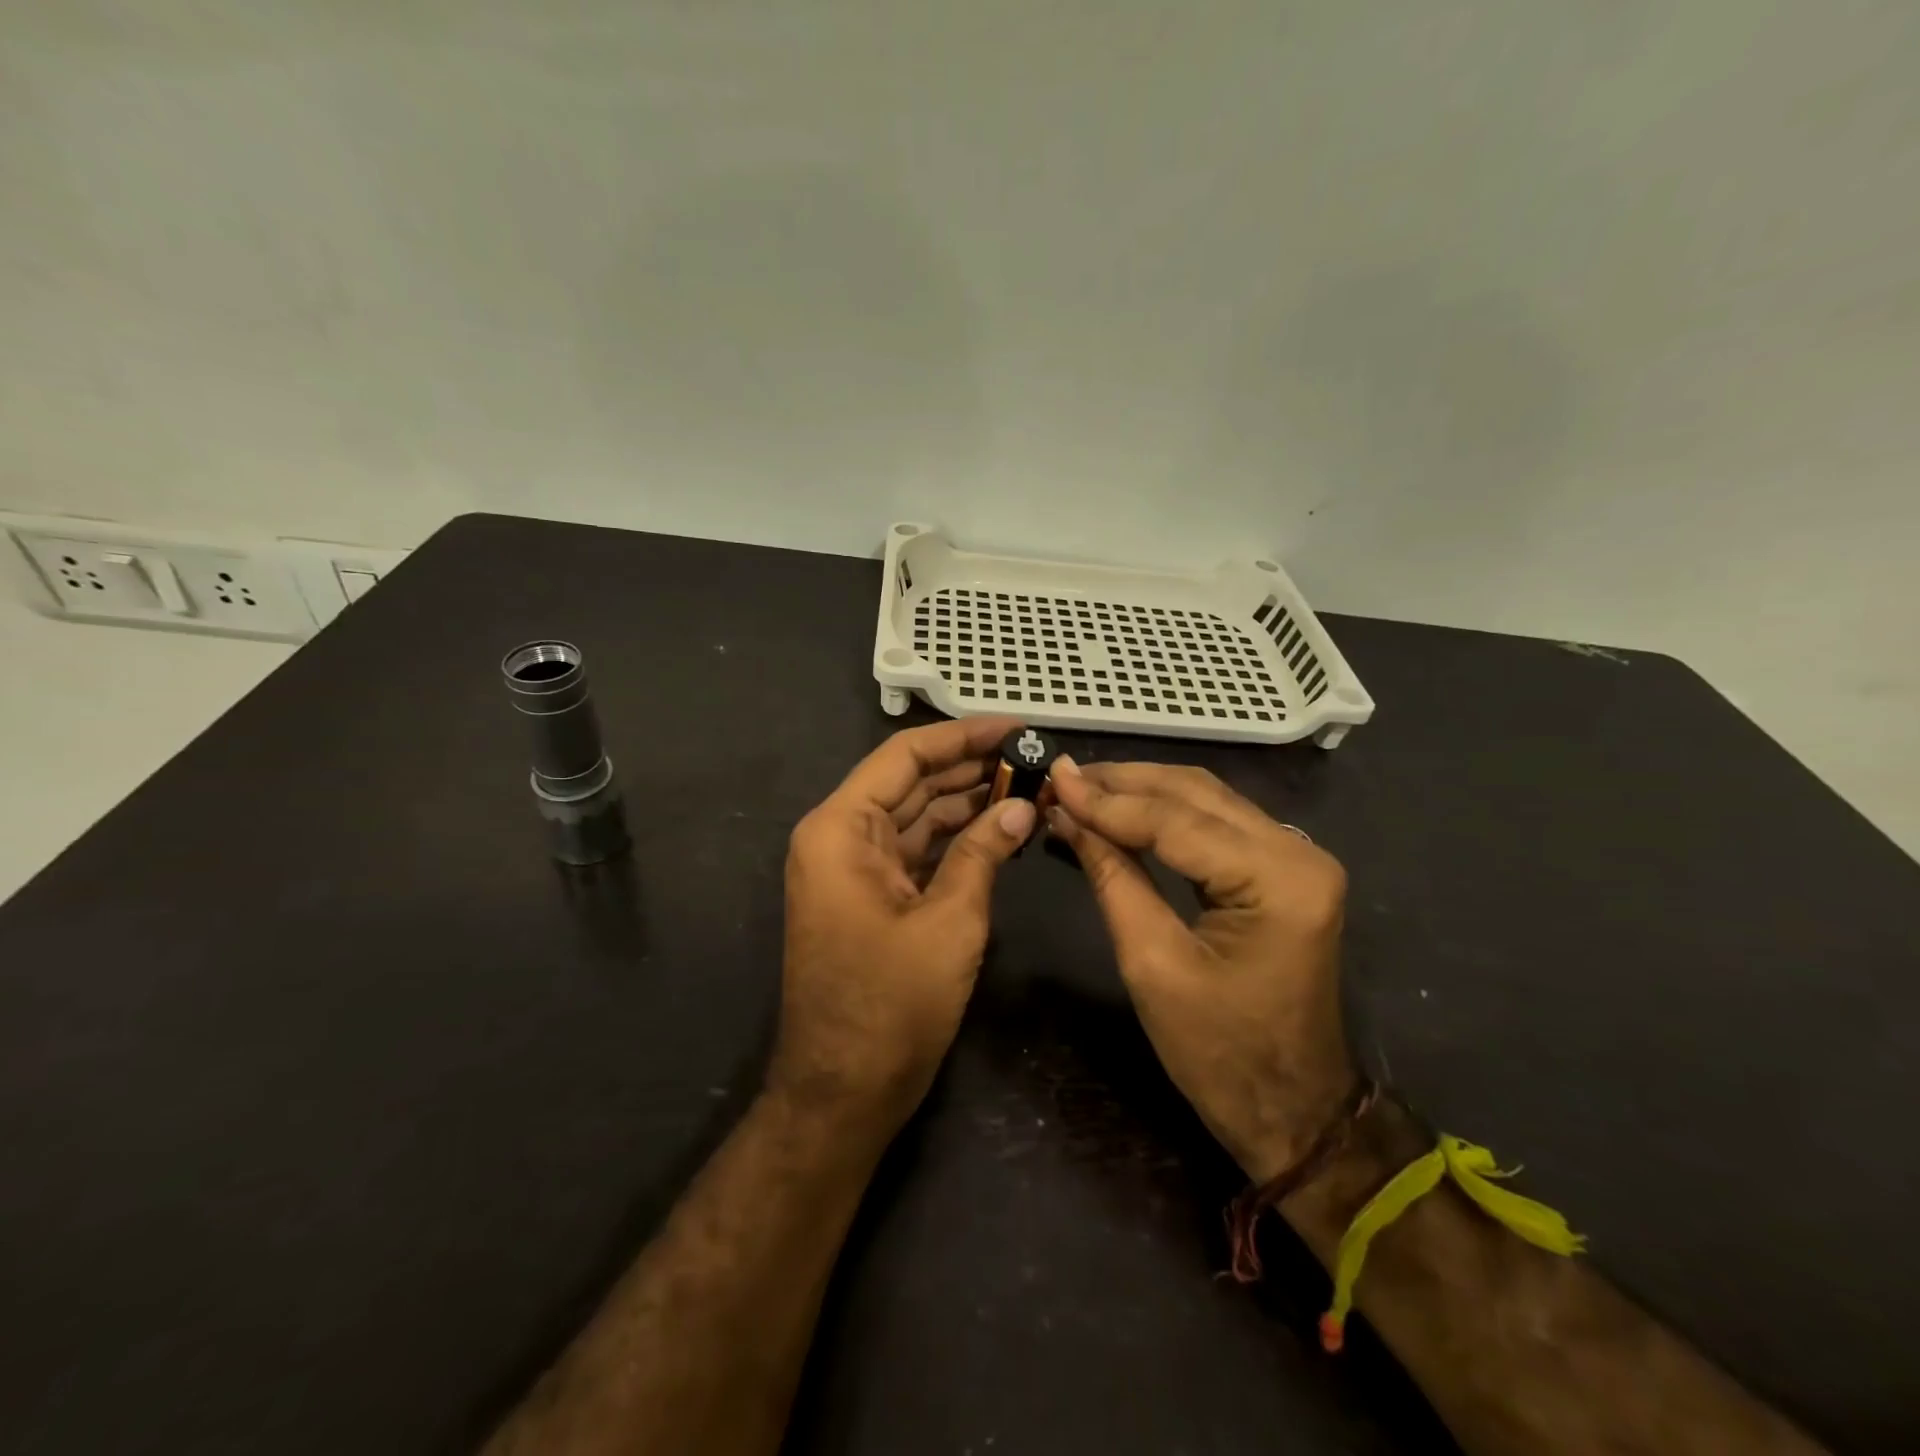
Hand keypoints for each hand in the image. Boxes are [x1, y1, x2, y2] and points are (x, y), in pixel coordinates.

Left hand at [773, 717, 1036, 1140]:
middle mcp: (839, 838)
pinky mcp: (870, 897)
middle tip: (1032, 757)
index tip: (1014, 728)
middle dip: (970, 769)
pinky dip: (955, 841)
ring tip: (1027, 787)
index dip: (961, 737)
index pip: (903, 757)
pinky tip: (999, 829)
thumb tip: (1023, 805)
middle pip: (910, 783)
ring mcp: (853, 869)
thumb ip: (984, 852)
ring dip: (966, 804)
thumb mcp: (949, 920)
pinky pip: (915, 852)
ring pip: (916, 818)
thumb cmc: (891, 1005)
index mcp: (841, 829)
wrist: (843, 1093)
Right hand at [1047, 760, 1355, 1182]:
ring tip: (1081, 788)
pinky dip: (1164, 812)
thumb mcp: (1152, 964)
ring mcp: (1297, 858)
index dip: (1107, 800)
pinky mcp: (1283, 869)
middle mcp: (1298, 852)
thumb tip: (1066, 817)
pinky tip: (1122, 809)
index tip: (1052, 780)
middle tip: (1061, 778)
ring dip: (1141, 790)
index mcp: (1278, 880)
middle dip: (1122, 782)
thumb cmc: (1219, 1054)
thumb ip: (1112, 877)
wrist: (1291, 1111)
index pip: (1177, 820)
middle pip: (1195, 793)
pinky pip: (1216, 822)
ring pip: (1205, 798)